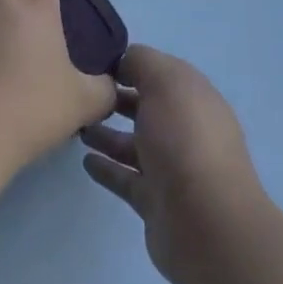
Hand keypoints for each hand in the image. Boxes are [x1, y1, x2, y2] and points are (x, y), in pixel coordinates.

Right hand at [80, 45, 269, 283]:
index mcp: (193, 97)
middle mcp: (185, 129)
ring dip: (107, 133)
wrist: (206, 223)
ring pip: (134, 143)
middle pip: (146, 107)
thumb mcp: (165, 83)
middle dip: (116, 97)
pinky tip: (85, 160)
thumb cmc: (185, 140)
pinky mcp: (156, 201)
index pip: (158, 71)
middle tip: (79, 94)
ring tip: (76, 125)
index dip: (129, 63)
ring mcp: (172, 168)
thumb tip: (123, 60)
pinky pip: (126, 178)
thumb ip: (141, 62)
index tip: (92, 61)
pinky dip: (107, 168)